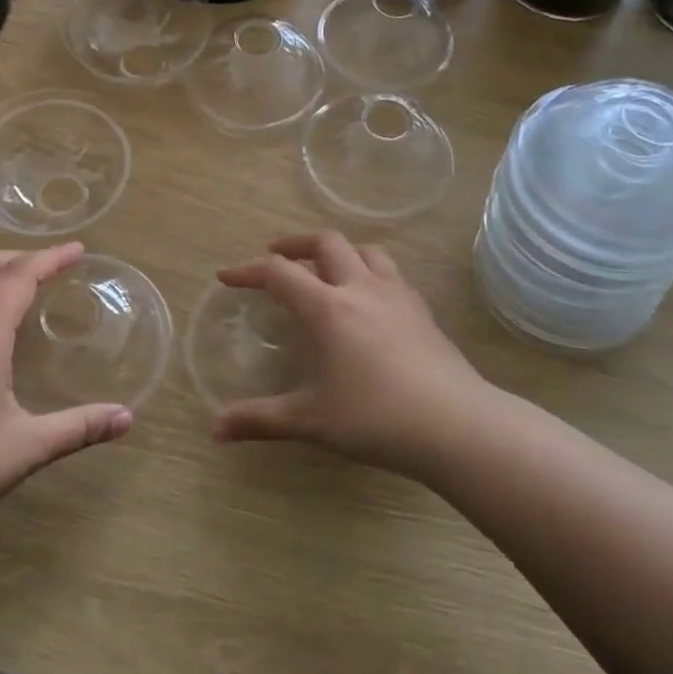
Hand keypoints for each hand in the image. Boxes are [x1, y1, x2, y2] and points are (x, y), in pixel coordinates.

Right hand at [210, 232, 491, 478]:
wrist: (456, 426)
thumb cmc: (376, 419)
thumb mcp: (311, 421)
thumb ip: (260, 420)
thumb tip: (216, 430)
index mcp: (328, 308)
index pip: (279, 273)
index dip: (248, 270)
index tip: (226, 276)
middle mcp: (361, 289)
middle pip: (327, 242)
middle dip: (295, 244)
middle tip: (276, 257)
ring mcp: (398, 296)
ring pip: (366, 251)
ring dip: (338, 251)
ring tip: (325, 269)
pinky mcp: (423, 311)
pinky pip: (391, 273)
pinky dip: (369, 271)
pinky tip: (369, 300)